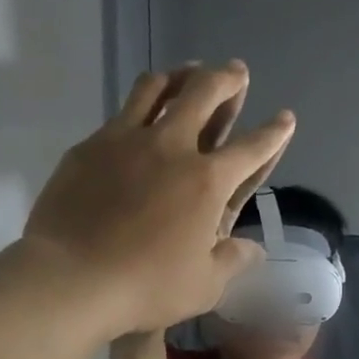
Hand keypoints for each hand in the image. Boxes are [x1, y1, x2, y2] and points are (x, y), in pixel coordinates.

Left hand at [18, 62, 293, 336]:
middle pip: (204, 94)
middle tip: (235, 71)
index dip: (273, 133)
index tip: (285, 118)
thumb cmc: (149, 286)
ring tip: (188, 73)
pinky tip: (139, 117)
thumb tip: (255, 250)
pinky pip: (121, 114)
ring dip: (180, 76)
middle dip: (226, 79)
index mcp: (207, 182)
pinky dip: (140, 106)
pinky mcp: (90, 146)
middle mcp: (171, 147)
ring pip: (157, 88)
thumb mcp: (205, 286)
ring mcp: (126, 140)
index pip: (251, 149)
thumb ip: (233, 261)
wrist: (73, 277)